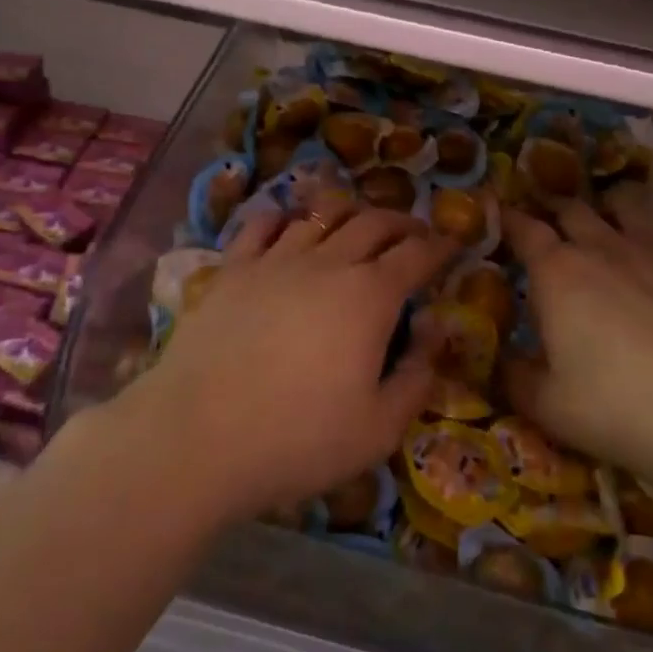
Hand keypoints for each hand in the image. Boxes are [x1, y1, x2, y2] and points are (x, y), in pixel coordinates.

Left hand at [130, 193, 457, 523]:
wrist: (199, 436)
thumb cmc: (298, 440)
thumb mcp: (379, 429)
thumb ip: (417, 376)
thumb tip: (435, 329)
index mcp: (370, 296)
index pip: (416, 255)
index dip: (440, 246)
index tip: (453, 244)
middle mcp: (328, 262)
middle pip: (374, 222)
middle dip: (402, 223)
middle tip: (413, 234)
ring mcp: (277, 258)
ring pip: (321, 213)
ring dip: (349, 212)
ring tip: (357, 223)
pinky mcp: (235, 267)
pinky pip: (263, 224)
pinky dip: (285, 217)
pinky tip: (289, 225)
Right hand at [501, 187, 652, 508]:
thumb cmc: (628, 412)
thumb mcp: (552, 409)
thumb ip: (516, 380)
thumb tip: (501, 362)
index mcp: (560, 272)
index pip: (524, 229)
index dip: (509, 220)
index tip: (500, 217)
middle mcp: (609, 246)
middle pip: (574, 209)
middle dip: (558, 212)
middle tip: (554, 226)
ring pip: (631, 206)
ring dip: (614, 212)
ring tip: (615, 229)